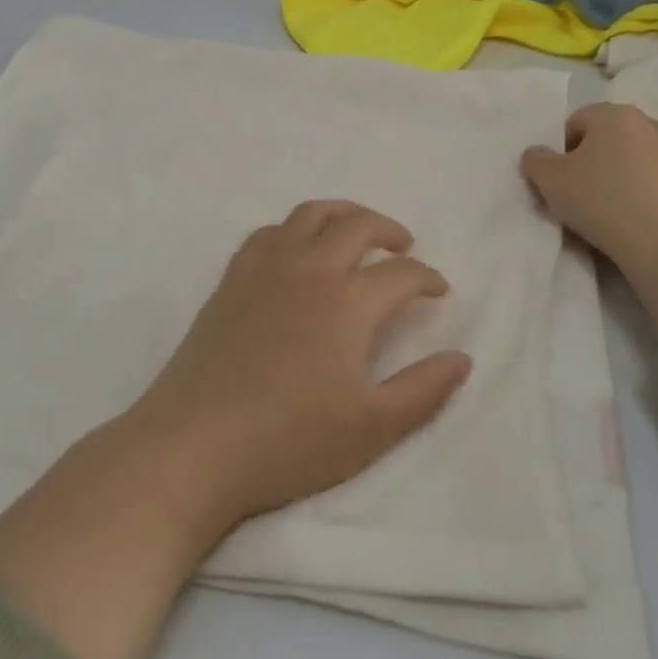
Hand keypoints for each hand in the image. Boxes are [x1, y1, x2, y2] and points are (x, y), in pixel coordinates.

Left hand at [126, 199, 471, 531]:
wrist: (195, 445)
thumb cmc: (289, 441)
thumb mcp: (372, 428)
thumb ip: (423, 390)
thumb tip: (462, 358)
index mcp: (347, 301)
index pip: (401, 273)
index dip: (427, 278)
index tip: (438, 291)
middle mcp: (308, 269)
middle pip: (356, 225)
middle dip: (388, 229)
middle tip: (403, 246)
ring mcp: (263, 270)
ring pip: (308, 216)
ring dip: (341, 214)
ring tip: (355, 230)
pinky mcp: (230, 281)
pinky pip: (266, 234)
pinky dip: (291, 230)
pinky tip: (294, 251)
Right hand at [520, 103, 657, 260]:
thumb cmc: (598, 199)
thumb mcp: (548, 179)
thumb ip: (535, 159)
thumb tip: (538, 154)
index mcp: (614, 114)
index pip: (576, 122)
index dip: (562, 149)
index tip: (560, 177)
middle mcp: (648, 122)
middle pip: (608, 135)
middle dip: (593, 156)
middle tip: (580, 188)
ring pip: (634, 155)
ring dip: (620, 170)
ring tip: (608, 202)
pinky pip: (655, 177)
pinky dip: (642, 187)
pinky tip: (632, 212)